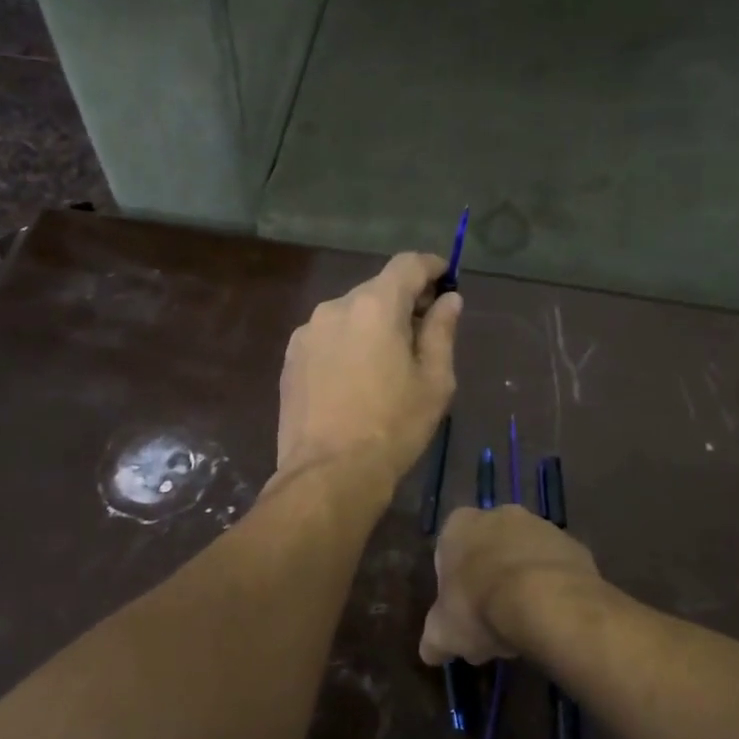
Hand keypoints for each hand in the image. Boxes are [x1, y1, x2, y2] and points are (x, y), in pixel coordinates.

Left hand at [274, 252, 461, 488]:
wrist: (328, 474)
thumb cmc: (393, 427)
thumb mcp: (434, 381)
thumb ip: (442, 330)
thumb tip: (448, 300)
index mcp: (374, 306)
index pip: (407, 264)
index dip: (431, 267)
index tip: (446, 279)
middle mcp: (335, 307)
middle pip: (376, 290)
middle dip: (403, 303)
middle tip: (424, 334)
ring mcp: (306, 333)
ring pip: (349, 315)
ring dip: (372, 326)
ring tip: (387, 364)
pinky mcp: (290, 359)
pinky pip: (327, 338)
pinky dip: (347, 345)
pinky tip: (355, 380)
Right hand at [420, 505, 600, 665]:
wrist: (547, 602)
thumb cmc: (481, 608)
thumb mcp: (444, 634)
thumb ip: (433, 639)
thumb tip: (430, 652)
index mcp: (459, 525)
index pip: (447, 552)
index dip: (452, 587)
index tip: (460, 615)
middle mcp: (499, 514)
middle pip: (488, 552)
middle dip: (488, 582)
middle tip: (491, 622)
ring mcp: (541, 525)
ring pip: (523, 558)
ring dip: (521, 584)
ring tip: (524, 625)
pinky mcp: (574, 543)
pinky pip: (555, 568)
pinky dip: (551, 588)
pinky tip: (550, 618)